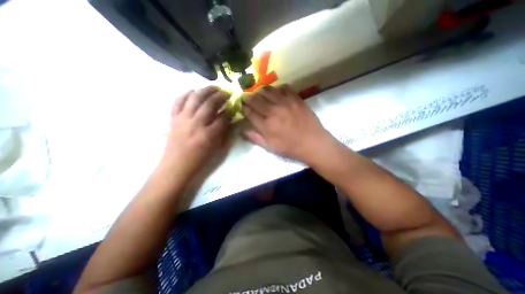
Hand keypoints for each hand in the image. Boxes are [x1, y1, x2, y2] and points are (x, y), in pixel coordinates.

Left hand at [161, 86, 232, 178]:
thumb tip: (230, 118)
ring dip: (206, 90)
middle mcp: (196, 124)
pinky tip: (193, 91)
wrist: (176, 166)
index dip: (230, 109)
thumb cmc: (200, 160)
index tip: (234, 104)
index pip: (223, 117)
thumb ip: (224, 132)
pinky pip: (178, 101)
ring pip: (195, 98)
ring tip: (214, 87)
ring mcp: (183, 119)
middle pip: (210, 104)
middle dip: (220, 95)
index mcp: (209, 135)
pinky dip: (186, 93)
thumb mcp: (217, 148)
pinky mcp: (173, 118)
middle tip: (227, 92)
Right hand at [240, 85, 328, 162]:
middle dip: (248, 97)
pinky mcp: (296, 99)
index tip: (242, 105)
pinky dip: (279, 88)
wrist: (313, 143)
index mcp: (266, 125)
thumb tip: (242, 131)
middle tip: (246, 96)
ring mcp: (286, 103)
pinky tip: (278, 92)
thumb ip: (256, 138)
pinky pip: (285, 88)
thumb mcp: (271, 147)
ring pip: (268, 90)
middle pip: (256, 99)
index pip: (250, 112)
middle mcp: (273, 111)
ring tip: (260, 92)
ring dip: (261, 90)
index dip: (244, 108)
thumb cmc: (291, 148)